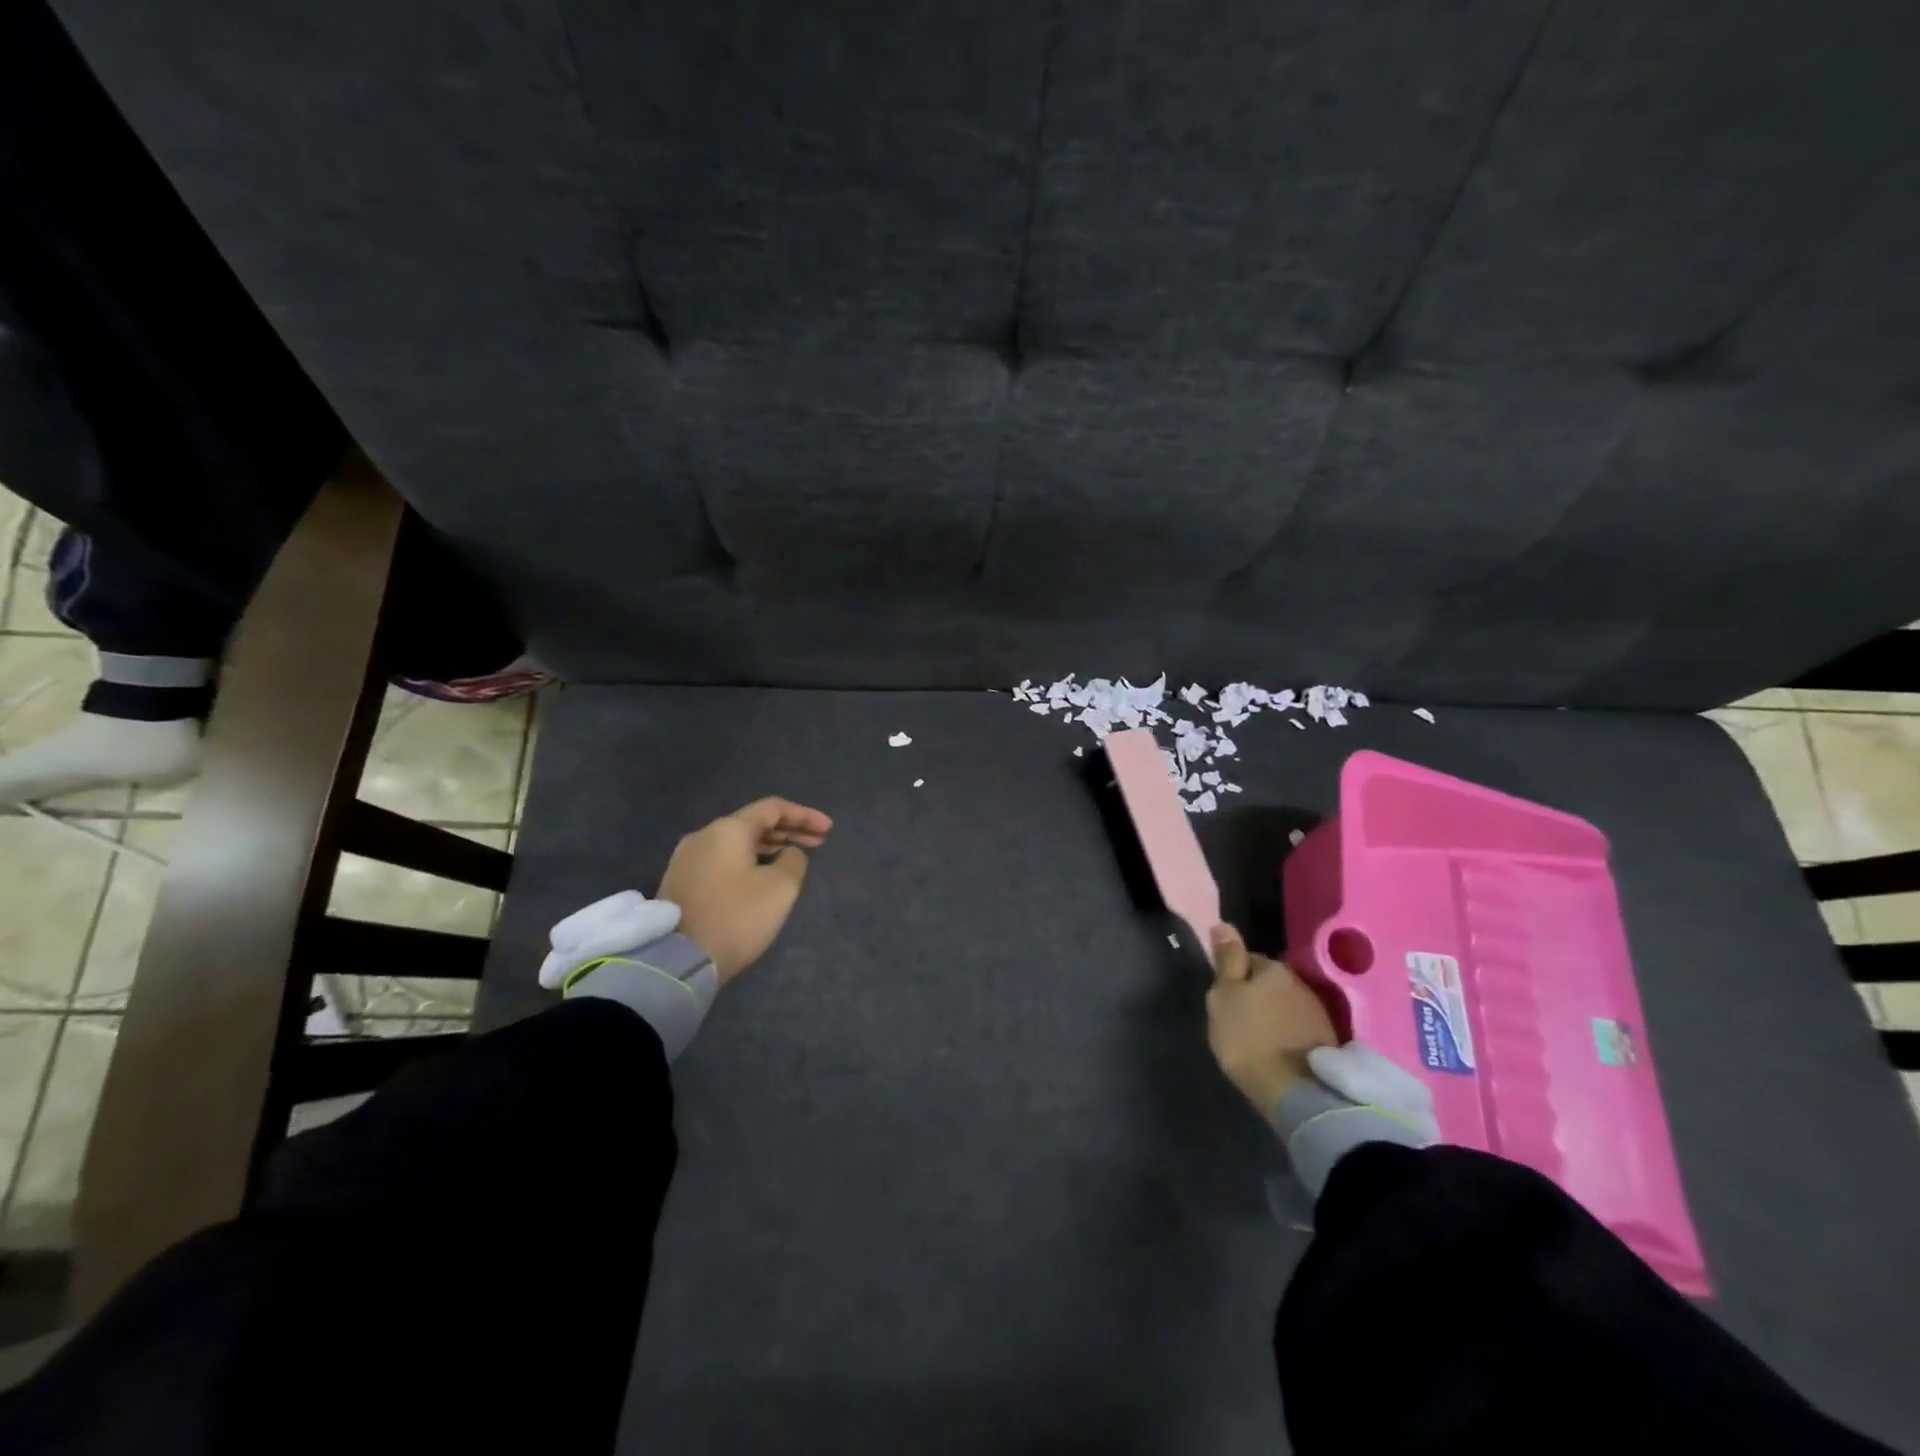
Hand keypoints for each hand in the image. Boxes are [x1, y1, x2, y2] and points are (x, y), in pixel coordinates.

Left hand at [658, 797, 833, 984]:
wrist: (678, 960)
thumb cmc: (737, 917)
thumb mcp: (780, 887)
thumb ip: (794, 860)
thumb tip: (788, 853)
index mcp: (728, 829)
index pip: (773, 808)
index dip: (804, 815)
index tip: (828, 829)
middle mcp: (704, 836)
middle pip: (753, 822)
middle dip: (789, 830)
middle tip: (818, 842)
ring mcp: (688, 859)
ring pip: (737, 842)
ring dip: (769, 845)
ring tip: (794, 857)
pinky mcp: (682, 881)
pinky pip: (723, 858)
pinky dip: (750, 859)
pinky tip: (764, 873)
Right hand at [1205, 923, 1338, 1119]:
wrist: (1294, 1092)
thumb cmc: (1247, 1038)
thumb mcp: (1222, 996)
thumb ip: (1226, 960)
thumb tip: (1223, 924)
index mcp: (1273, 968)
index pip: (1247, 958)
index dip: (1233, 975)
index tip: (1224, 996)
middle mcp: (1300, 983)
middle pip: (1270, 981)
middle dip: (1257, 993)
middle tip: (1239, 1016)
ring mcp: (1318, 1012)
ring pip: (1287, 1004)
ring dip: (1274, 1013)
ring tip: (1258, 1036)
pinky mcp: (1329, 1041)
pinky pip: (1299, 1027)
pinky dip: (1288, 1033)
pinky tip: (1278, 1048)